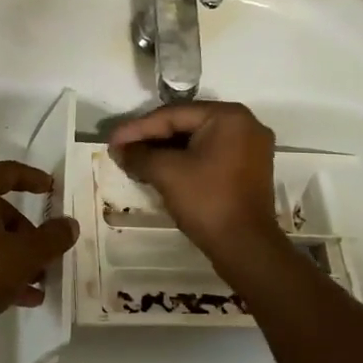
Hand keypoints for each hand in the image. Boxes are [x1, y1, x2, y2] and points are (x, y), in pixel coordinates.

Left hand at [0, 161, 79, 346]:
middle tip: (45, 253)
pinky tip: (17, 295)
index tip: (52, 190)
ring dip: (11, 253)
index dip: (33, 179)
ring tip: (36, 281)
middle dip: (24, 231)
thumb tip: (69, 225)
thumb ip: (52, 238)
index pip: (6, 172)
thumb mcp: (24, 256)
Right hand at [109, 102, 282, 258]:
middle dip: (150, 138)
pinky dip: (184, 160)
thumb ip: (139, 155)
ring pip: (196, 141)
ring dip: (164, 151)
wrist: (245, 247)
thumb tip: (118, 150)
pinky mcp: (247, 168)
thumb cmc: (207, 201)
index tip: (112, 140)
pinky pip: (209, 154)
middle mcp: (244, 124)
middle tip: (121, 149)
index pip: (173, 115)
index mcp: (228, 116)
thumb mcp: (166, 173)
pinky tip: (159, 169)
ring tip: (134, 160)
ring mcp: (249, 147)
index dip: (138, 128)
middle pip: (186, 124)